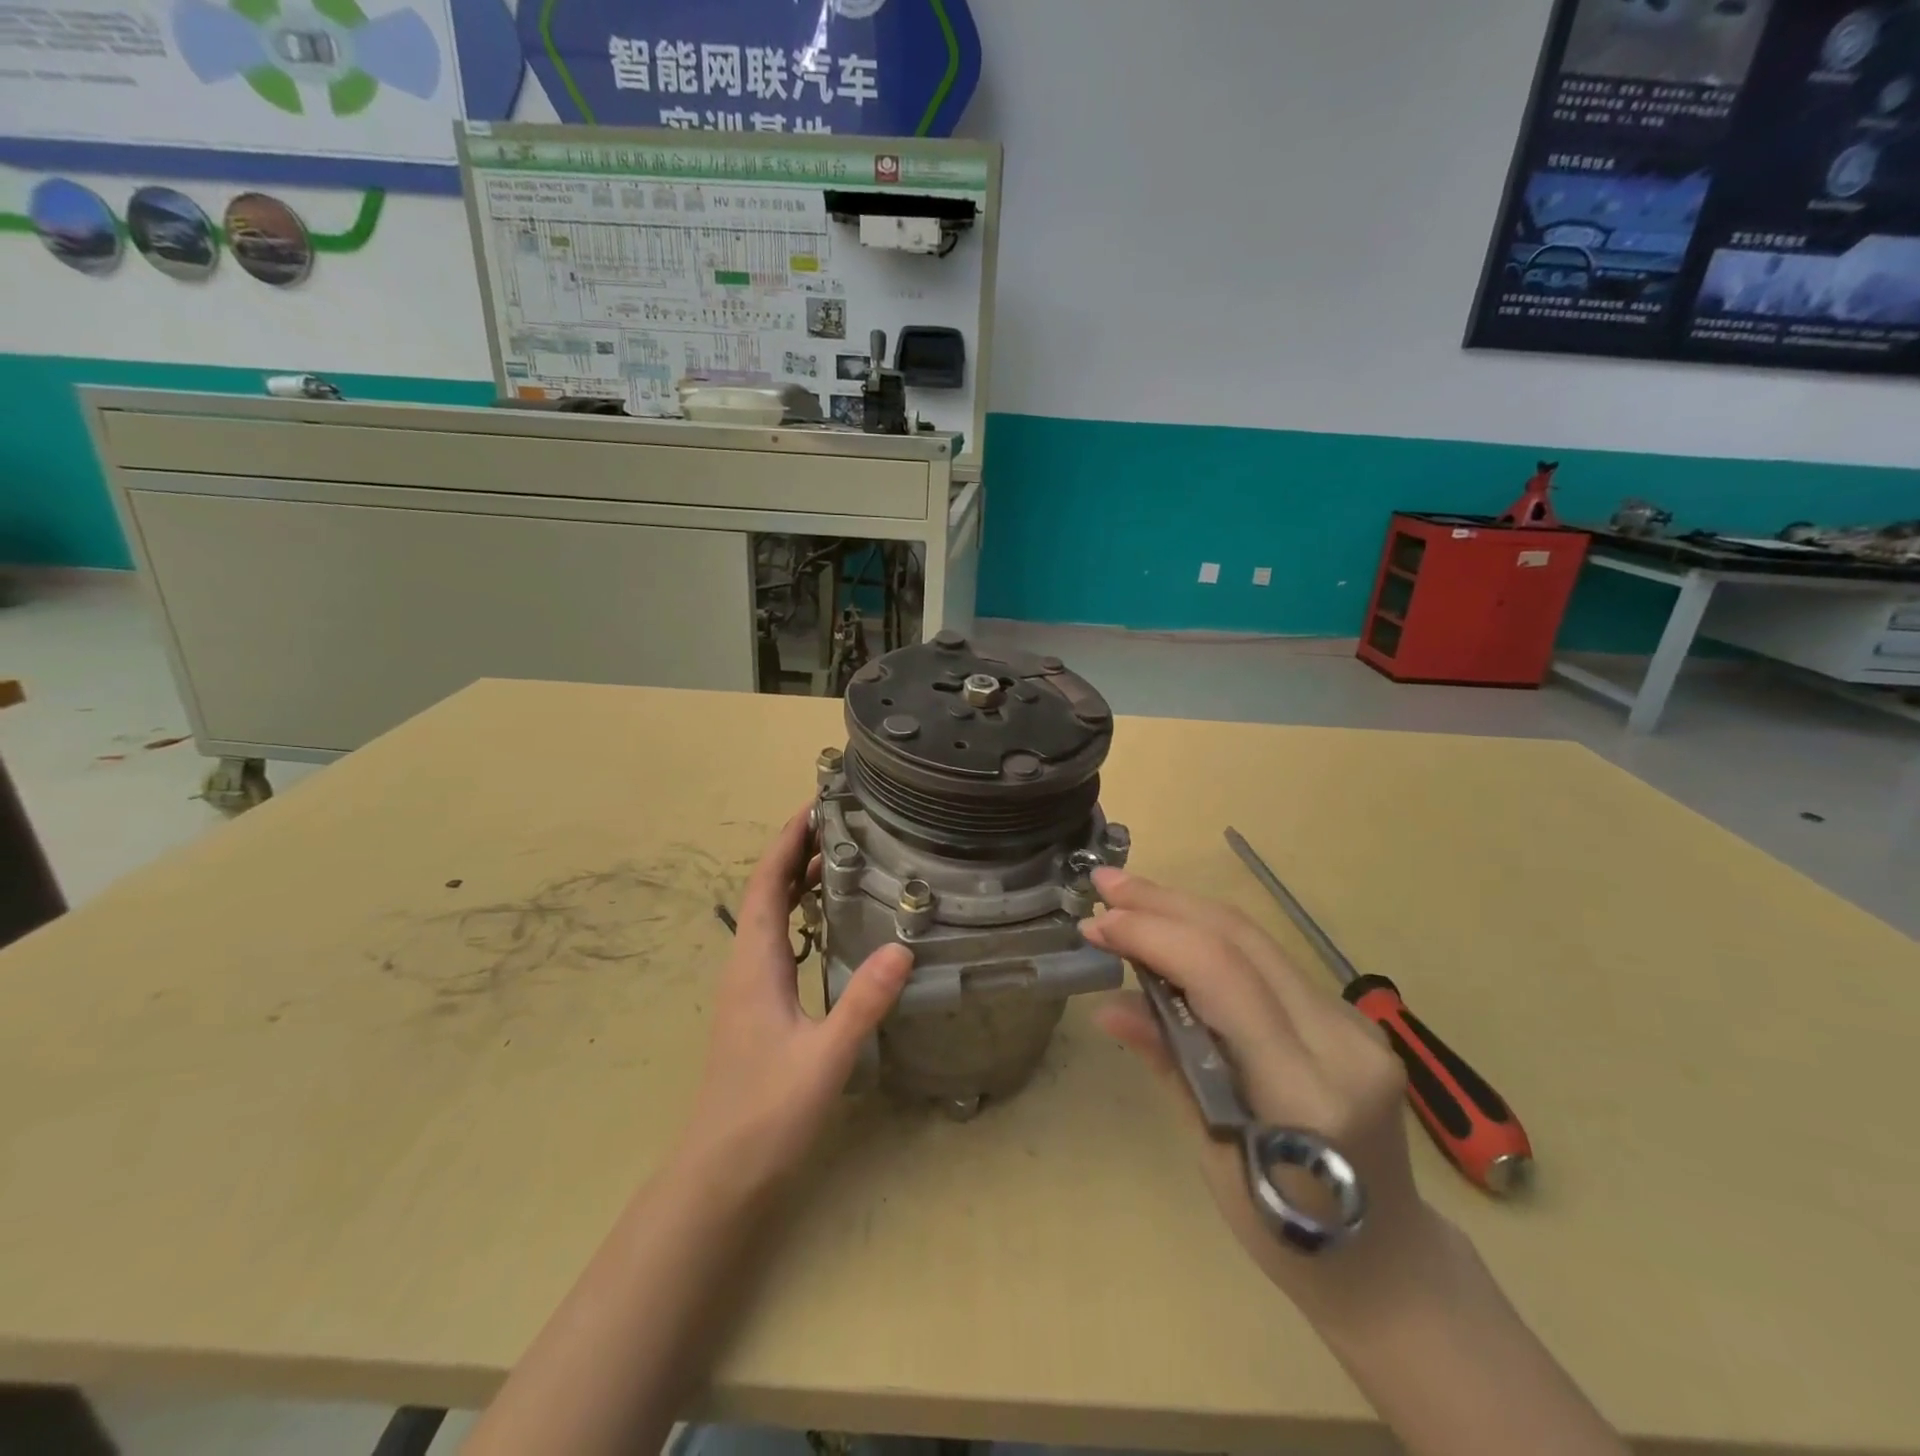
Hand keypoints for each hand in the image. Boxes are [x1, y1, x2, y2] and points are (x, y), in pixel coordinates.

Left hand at [674, 806, 912, 1198]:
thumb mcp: (824, 1057)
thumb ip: (863, 1002)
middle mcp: (746, 965)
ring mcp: (748, 987)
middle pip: (766, 892)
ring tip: (840, 860)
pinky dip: (800, 916)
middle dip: (795, 853)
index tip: (813, 805)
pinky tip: (830, 926)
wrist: (719, 1173)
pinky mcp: (757, 1007)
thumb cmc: (765, 1112)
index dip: (786, 842)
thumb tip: (903, 946)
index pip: (766, 884)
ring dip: (797, 883)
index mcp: (754, 963)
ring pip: (771, 917)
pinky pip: (778, 942)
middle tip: (840, 824)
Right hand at [1084, 867, 1449, 1325]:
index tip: (1097, 925)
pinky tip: (1175, 931)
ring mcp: (1354, 1025)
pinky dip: (1212, 938)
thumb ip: (1169, 1063)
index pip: (1222, 977)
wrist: (1391, 1262)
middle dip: (1164, 903)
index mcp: (1303, 1092)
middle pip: (1242, 940)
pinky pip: (1270, 961)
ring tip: (1129, 896)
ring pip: (1257, 939)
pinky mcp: (1350, 1018)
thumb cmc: (1287, 1235)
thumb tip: (1108, 1006)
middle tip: (1106, 886)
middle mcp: (1339, 1043)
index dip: (1154, 936)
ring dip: (1185, 910)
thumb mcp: (1212, 1156)